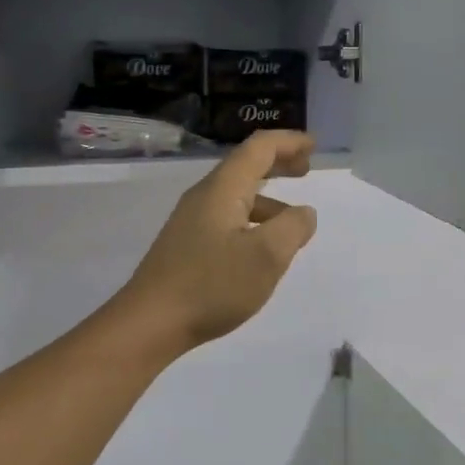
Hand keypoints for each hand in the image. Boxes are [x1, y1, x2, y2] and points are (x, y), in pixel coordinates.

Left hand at [111, 132, 319, 358]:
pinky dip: (252, 221)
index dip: (288, 142)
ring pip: (236, 197)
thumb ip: (293, 228)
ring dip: (268, 199)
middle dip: (278, 163)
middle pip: (245, 167)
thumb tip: (304, 213)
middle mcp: (204, 197)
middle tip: (306, 170)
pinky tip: (261, 250)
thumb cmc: (212, 285)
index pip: (258, 148)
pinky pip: (227, 219)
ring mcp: (192, 222)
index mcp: (222, 189)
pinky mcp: (187, 245)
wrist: (150, 322)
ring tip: (293, 223)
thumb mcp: (267, 256)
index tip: (313, 146)